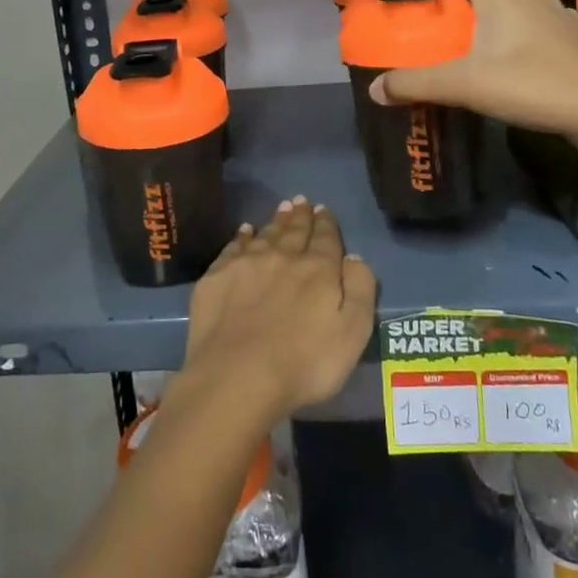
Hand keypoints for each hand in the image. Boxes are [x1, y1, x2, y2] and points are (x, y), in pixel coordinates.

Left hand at [182, 199, 376, 420]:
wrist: (237, 376)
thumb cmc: (305, 364)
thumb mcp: (352, 333)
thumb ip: (360, 290)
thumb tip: (354, 257)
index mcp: (318, 269)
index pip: (325, 238)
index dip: (326, 223)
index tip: (323, 209)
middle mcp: (283, 257)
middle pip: (294, 231)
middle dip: (300, 215)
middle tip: (301, 201)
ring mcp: (247, 264)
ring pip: (266, 234)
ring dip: (276, 221)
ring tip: (281, 209)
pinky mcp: (217, 277)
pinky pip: (234, 247)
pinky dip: (242, 236)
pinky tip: (245, 231)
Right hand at [369, 0, 577, 168]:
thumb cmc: (531, 84)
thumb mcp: (465, 86)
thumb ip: (417, 85)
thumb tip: (375, 90)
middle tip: (450, 6)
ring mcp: (560, 13)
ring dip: (501, 3)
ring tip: (483, 26)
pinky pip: (543, 19)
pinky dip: (525, 24)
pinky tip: (521, 50)